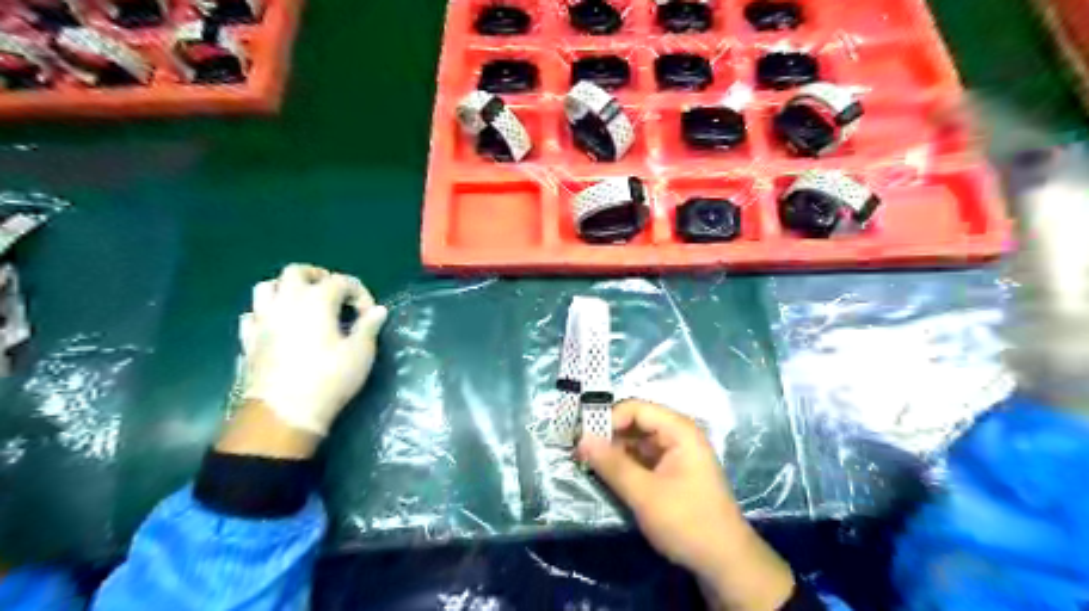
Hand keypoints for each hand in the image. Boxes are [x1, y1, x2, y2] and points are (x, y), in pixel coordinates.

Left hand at [240, 264, 385, 435]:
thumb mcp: (360, 353)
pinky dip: (266, 314)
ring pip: (266, 287)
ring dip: (286, 290)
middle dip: (317, 277)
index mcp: (317, 301)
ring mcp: (263, 320)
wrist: (284, 412)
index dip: (359, 293)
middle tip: (333, 293)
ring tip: (303, 305)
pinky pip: (253, 315)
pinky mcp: (248, 340)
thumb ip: (369, 326)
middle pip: (296, 272)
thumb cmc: (330, 378)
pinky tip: (278, 327)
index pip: (341, 281)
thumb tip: (378, 311)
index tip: (369, 314)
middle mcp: (286, 302)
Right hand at [578, 401, 792, 610]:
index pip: (636, 409)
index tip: (582, 437)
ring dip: (613, 450)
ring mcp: (675, 454)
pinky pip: (642, 458)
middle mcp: (677, 435)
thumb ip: (612, 464)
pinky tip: (605, 473)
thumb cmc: (687, 521)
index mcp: (678, 430)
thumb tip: (581, 439)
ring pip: (636, 441)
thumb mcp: (644, 493)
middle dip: (608, 434)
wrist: (724, 562)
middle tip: (579, 451)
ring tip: (585, 461)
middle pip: (636, 423)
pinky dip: (624, 463)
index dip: (608, 419)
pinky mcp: (671, 472)